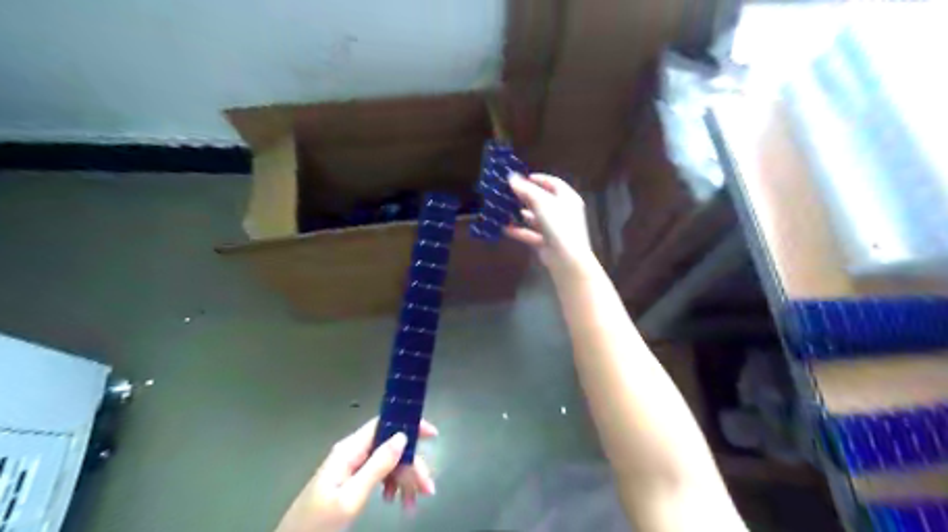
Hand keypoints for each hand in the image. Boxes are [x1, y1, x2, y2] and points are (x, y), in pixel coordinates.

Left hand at [275, 419, 435, 529]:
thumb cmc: (318, 523)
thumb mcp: (351, 497)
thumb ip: (377, 465)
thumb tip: (402, 436)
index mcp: (350, 450)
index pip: (384, 424)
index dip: (409, 425)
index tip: (432, 435)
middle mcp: (352, 452)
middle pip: (391, 447)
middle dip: (412, 466)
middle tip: (427, 489)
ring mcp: (351, 466)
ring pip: (388, 463)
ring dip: (405, 480)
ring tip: (413, 504)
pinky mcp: (351, 481)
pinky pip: (379, 475)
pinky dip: (392, 487)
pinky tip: (397, 502)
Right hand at [508, 174, 593, 279]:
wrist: (567, 258)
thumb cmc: (558, 224)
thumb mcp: (542, 203)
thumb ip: (526, 190)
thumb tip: (511, 177)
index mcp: (567, 199)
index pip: (554, 184)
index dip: (539, 179)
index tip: (524, 178)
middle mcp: (562, 212)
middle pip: (543, 200)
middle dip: (526, 196)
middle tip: (510, 192)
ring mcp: (554, 229)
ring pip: (535, 218)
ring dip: (521, 213)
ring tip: (505, 208)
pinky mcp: (546, 243)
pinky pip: (530, 234)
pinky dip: (518, 231)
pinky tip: (504, 228)